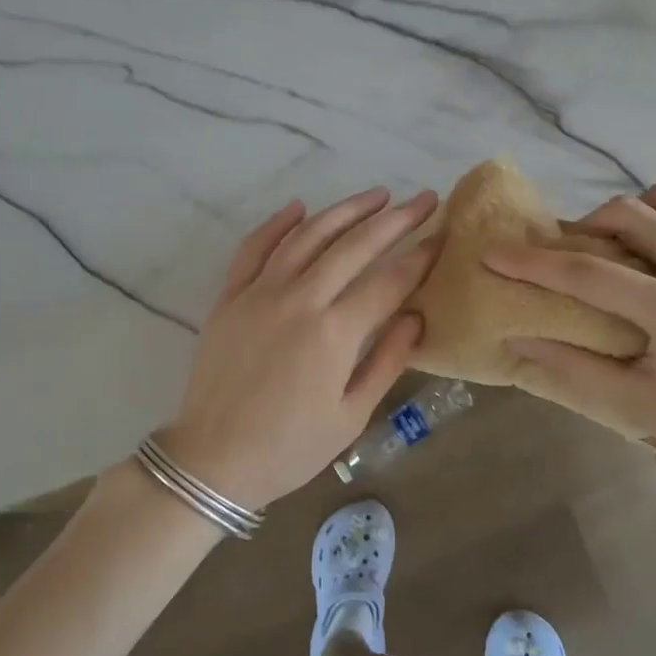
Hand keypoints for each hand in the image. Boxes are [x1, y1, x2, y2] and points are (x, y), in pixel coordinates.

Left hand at [159, 187, 439, 512]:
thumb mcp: (352, 416)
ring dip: (346, 210)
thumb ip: (387, 361)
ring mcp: (260, 293)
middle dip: (396, 219)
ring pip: (308, 235)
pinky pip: (255, 247)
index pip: (389, 281)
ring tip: (377, 195)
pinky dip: (278, 223)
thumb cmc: (289, 448)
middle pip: (355, 246)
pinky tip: (300, 206)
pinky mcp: (230, 296)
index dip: (420, 256)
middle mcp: (299, 300)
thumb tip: (416, 316)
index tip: (443, 235)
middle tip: (424, 199)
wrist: (212, 460)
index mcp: (334, 333)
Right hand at [483, 183, 655, 497]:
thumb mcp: (635, 406)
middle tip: (571, 251)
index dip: (535, 263)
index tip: (495, 254)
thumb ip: (571, 367)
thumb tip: (516, 340)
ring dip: (634, 213)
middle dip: (588, 224)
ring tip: (618, 246)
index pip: (591, 274)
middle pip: (634, 213)